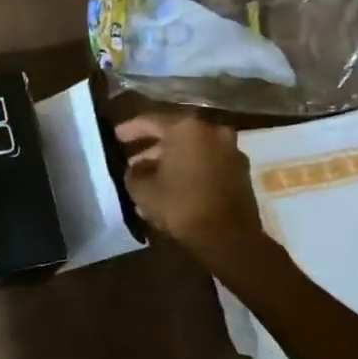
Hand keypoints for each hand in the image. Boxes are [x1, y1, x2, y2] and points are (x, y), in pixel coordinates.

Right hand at [115, 113, 266, 265]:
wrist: (229, 237)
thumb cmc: (181, 205)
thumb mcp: (142, 190)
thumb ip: (134, 172)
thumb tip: (136, 168)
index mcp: (185, 128)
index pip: (151, 121)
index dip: (131, 129)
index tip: (116, 136)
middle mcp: (211, 131)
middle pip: (175, 135)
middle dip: (153, 149)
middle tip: (134, 162)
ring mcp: (230, 150)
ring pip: (193, 151)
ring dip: (172, 163)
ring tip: (152, 181)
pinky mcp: (241, 172)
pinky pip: (207, 165)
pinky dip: (191, 172)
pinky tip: (174, 190)